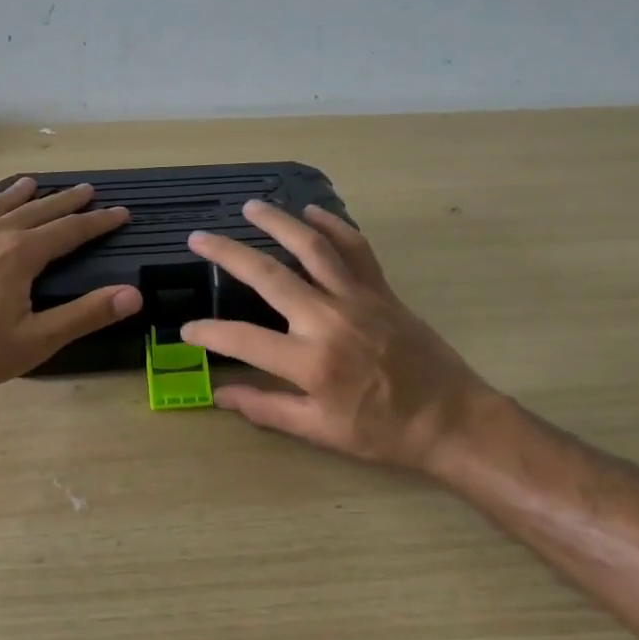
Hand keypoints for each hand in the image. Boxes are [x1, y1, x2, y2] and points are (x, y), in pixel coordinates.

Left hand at [0, 177, 141, 395]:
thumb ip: (84, 315)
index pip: (70, 230)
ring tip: (38, 184)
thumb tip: (132, 294)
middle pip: (40, 209)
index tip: (121, 213)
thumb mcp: (34, 342)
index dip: (98, 222)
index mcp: (21, 254)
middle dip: (68, 201)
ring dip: (27, 194)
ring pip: (4, 204)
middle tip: (90, 191)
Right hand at [180, 200, 497, 472]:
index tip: (187, 330)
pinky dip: (334, 225)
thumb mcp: (321, 432)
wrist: (451, 418)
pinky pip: (355, 248)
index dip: (208, 333)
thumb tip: (220, 396)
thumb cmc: (384, 432)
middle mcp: (328, 320)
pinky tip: (312, 211)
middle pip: (269, 276)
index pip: (243, 339)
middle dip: (228, 254)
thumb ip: (267, 409)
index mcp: (310, 362)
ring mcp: (357, 298)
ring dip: (278, 222)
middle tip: (199, 238)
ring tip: (251, 207)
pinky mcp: (381, 289)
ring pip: (312, 247)